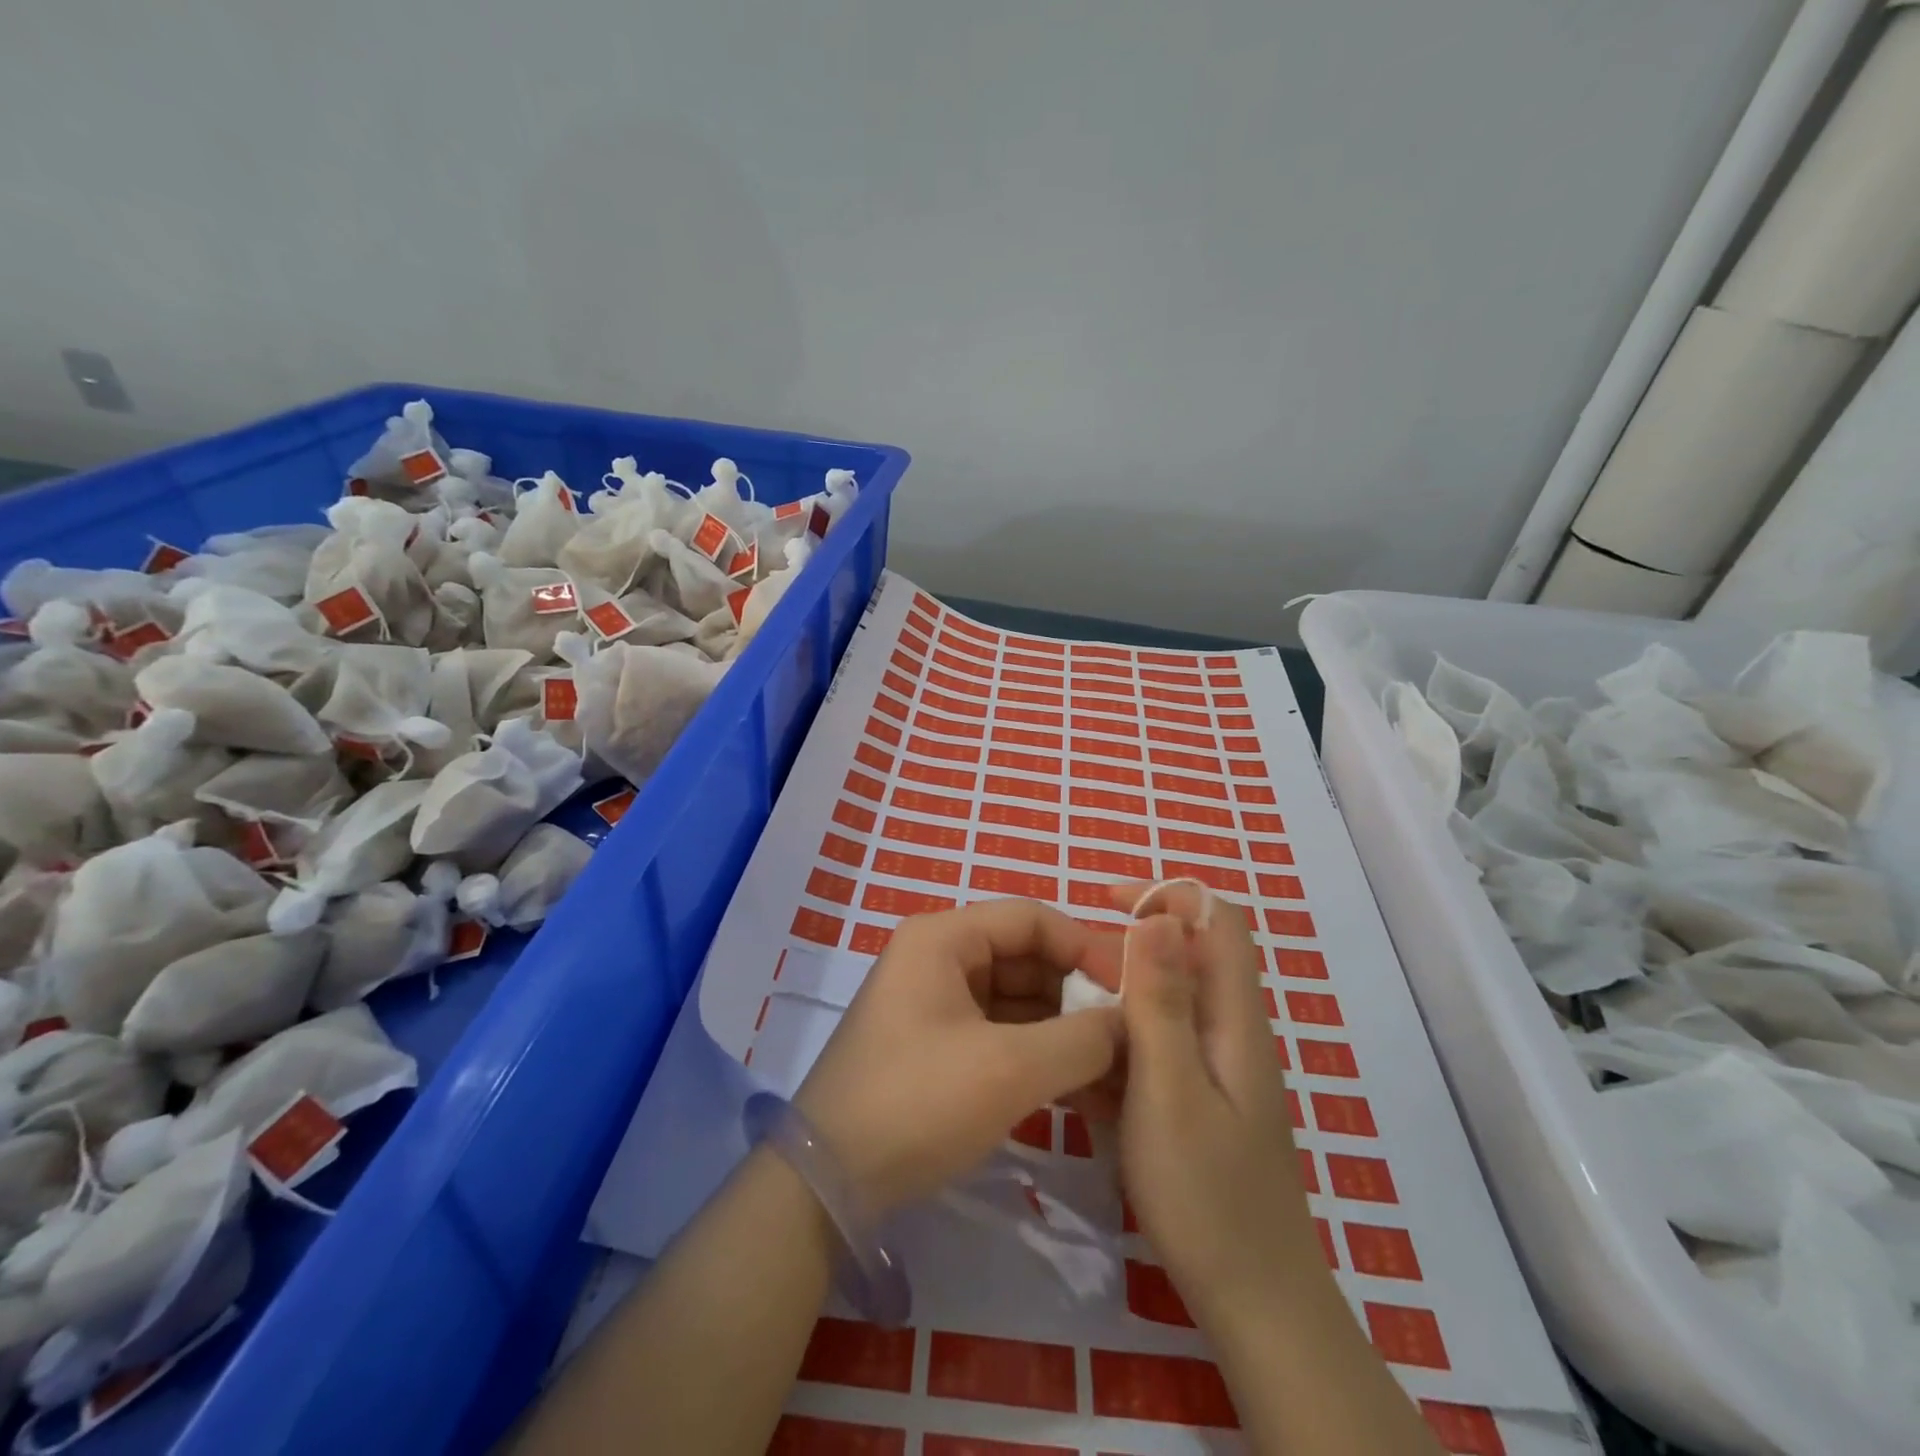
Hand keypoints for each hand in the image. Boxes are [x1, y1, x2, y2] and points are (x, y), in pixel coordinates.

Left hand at [795, 899, 1125, 1215]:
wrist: (829, 1183)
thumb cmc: (919, 1102)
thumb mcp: (1010, 1069)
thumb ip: (1082, 1040)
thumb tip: (1132, 1024)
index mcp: (943, 938)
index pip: (1031, 918)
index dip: (1085, 946)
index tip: (1132, 990)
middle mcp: (937, 958)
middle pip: (1024, 956)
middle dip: (1076, 994)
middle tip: (1128, 1036)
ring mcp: (934, 1002)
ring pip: (1015, 999)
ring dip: (1062, 1030)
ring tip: (1113, 1070)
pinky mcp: (936, 1045)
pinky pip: (998, 1032)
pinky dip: (1037, 1053)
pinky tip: (1079, 1088)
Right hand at [1106, 882, 1322, 1323]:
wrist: (1251, 1303)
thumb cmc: (1207, 1194)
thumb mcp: (1170, 1089)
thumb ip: (1162, 1000)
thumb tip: (1157, 914)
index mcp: (1233, 1016)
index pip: (1216, 920)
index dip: (1165, 894)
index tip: (1104, 902)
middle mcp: (1227, 1030)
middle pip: (1182, 958)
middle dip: (1123, 952)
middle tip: (1066, 977)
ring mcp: (1211, 1068)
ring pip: (1159, 1005)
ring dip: (1112, 1003)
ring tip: (1064, 1027)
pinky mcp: (1193, 1099)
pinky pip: (1151, 1049)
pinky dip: (1115, 1048)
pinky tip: (1079, 1077)